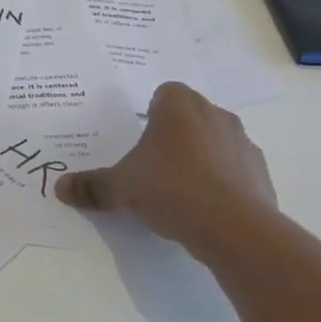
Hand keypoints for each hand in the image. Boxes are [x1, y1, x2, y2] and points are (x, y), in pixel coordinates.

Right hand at [55, 82, 278, 267]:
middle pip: (190, 116)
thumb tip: (59, 188)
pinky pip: (235, 170)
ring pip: (215, 142)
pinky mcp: (261, 174)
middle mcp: (215, 115)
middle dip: (174, 136)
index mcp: (179, 106)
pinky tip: (205, 209)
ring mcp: (243, 143)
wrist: (234, 228)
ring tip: (180, 191)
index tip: (140, 138)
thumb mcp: (120, 188)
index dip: (150, 112)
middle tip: (153, 165)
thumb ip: (91, 186)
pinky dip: (222, 184)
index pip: (164, 93)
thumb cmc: (170, 188)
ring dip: (200, 158)